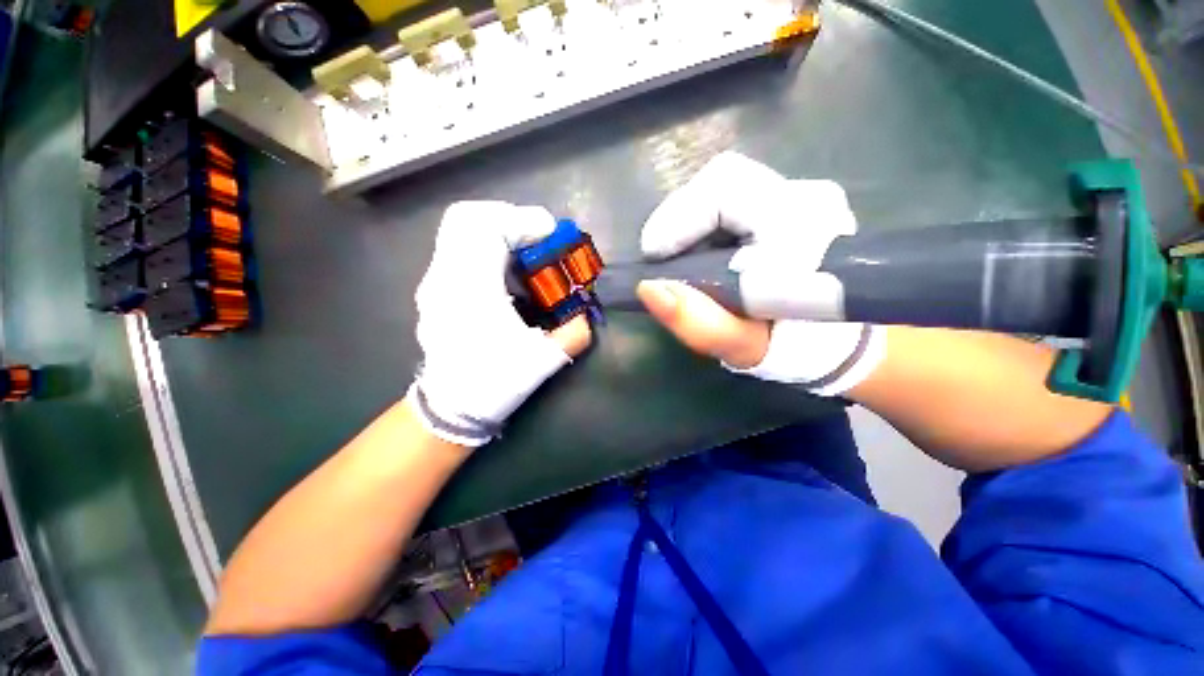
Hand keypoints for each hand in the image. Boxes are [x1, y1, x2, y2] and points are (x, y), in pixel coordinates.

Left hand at [409, 201, 590, 446]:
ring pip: (460, 232)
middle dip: (508, 219)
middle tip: (536, 238)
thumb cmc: (493, 383)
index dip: (524, 222)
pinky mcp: (437, 290)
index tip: (551, 235)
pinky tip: (508, 276)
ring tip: (527, 256)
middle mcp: (446, 278)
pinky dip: (487, 249)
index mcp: (471, 290)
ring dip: (499, 234)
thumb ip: (573, 333)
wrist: (451, 409)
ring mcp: (435, 282)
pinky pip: (460, 250)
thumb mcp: (543, 361)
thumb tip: (584, 315)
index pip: (488, 228)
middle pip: (467, 218)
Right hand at [636, 151, 884, 395]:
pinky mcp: (792, 203)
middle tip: (661, 255)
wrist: (842, 340)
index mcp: (801, 227)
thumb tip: (648, 288)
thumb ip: (699, 323)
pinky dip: (706, 222)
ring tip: (678, 257)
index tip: (653, 255)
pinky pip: (735, 197)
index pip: (725, 191)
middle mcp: (807, 197)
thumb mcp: (743, 346)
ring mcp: (802, 195)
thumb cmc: (795, 347)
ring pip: (726, 186)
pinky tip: (701, 251)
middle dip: (680, 217)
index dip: (679, 217)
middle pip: (722, 180)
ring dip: (691, 220)